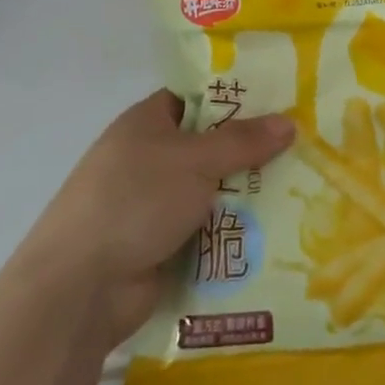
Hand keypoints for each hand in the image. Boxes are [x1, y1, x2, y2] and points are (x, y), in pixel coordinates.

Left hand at [25, 91, 294, 342]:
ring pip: (213, 192)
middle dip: (252, 152)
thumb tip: (289, 121)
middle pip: (210, 147)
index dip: (235, 98)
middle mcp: (149, 159)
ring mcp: (155, 205)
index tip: (280, 102)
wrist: (81, 286)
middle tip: (303, 149)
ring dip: (248, 196)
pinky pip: (209, 230)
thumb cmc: (135, 200)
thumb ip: (242, 141)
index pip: (195, 99)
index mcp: (147, 123)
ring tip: (303, 191)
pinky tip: (279, 231)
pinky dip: (235, 232)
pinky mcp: (163, 246)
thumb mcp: (194, 160)